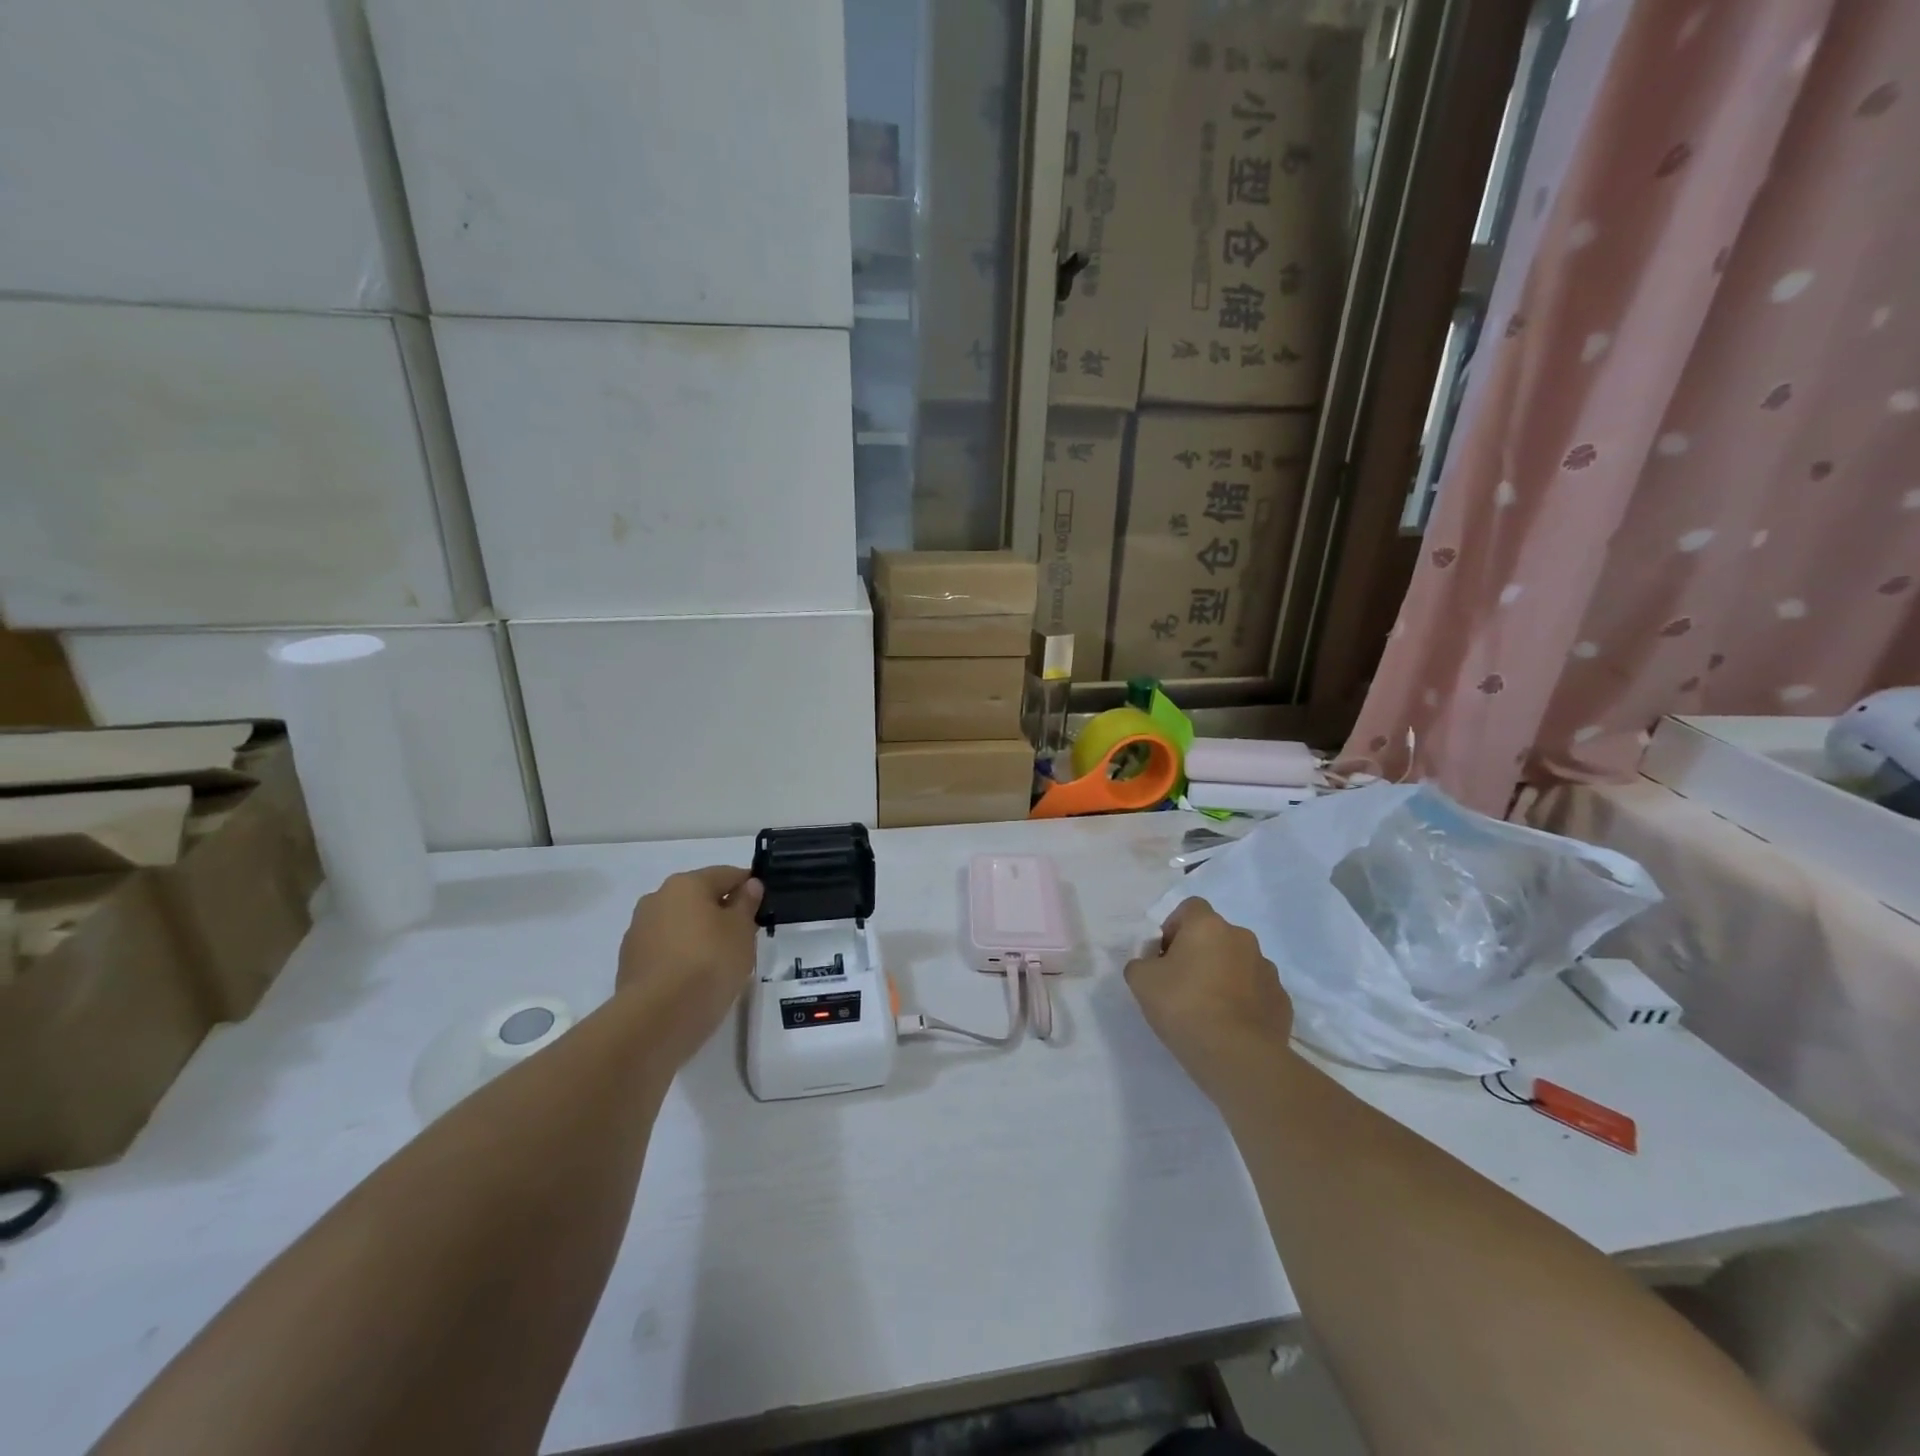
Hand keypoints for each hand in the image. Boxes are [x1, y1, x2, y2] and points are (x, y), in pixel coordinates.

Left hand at [617, 866, 763, 1064]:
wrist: (658, 1017)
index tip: (763, 905)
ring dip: (698, 934)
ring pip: (679, 924)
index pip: (726, 874)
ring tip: (719, 961)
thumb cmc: (710, 962)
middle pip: (699, 898)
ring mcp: (638, 930)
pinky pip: (665, 950)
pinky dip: (681, 956)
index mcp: (686, 884)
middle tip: (744, 936)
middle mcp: (657, 898)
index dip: (748, 886)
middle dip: (721, 911)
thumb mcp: (742, 931)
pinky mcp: (629, 962)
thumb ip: (746, 904)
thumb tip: (749, 886)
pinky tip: (695, 978)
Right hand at [1124, 897, 1291, 1086]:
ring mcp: (1267, 969)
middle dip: (1199, 953)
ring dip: (1223, 975)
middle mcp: (1242, 938)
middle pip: (1215, 936)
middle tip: (1181, 984)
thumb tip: (1152, 964)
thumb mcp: (1141, 980)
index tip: (1164, 957)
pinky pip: (1256, 991)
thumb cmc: (1184, 1006)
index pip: (1189, 908)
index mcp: (1208, 925)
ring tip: (1208, 1009)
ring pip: (1238, 963)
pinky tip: (1229, 1025)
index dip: (1173, 928)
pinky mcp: (1282, 1000)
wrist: (1237, 1055)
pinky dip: (1243, 1001)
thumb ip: (1141, 962)